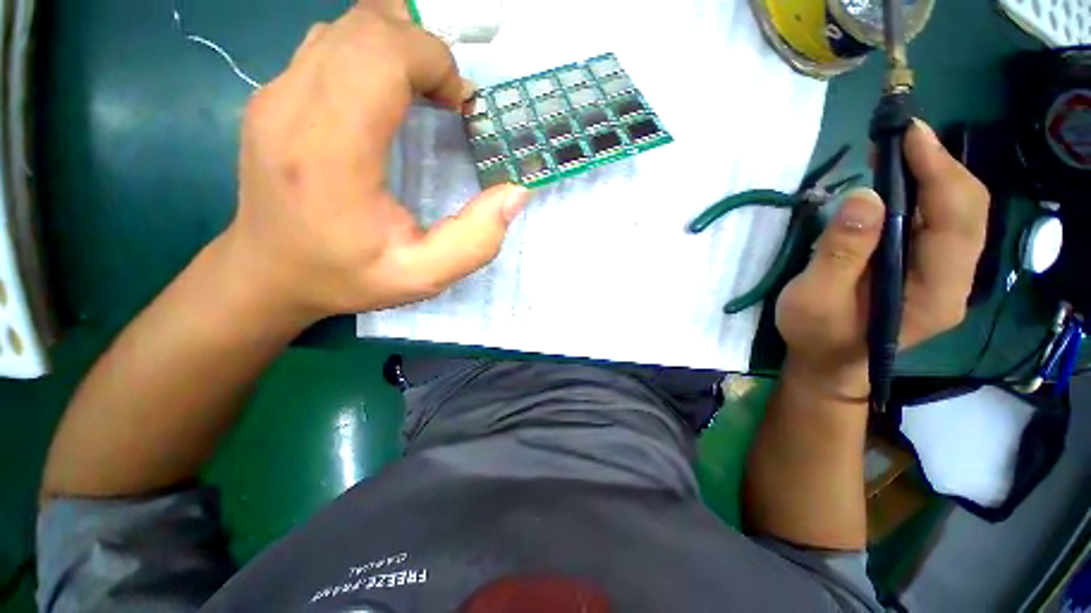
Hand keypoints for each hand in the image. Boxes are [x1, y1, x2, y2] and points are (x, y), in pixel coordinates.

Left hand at [219, 1, 528, 324]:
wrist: (270, 273)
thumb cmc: (346, 276)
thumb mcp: (424, 277)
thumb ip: (476, 241)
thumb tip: (516, 193)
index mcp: (330, 152)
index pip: (380, 54)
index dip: (432, 60)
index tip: (459, 103)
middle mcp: (291, 106)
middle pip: (364, 27)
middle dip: (422, 48)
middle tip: (449, 98)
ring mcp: (274, 93)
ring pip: (345, 27)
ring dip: (398, 47)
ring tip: (426, 93)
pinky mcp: (272, 93)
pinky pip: (330, 45)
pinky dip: (372, 54)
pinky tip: (391, 95)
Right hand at [775, 120, 989, 395]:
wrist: (829, 364)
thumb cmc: (817, 336)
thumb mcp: (815, 298)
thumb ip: (840, 252)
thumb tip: (865, 196)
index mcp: (934, 293)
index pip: (956, 221)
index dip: (938, 172)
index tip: (909, 135)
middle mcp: (955, 281)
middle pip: (968, 211)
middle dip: (939, 165)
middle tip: (900, 137)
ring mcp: (946, 276)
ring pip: (959, 213)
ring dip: (934, 175)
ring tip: (898, 152)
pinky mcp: (931, 270)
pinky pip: (942, 223)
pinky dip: (926, 194)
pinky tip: (900, 184)